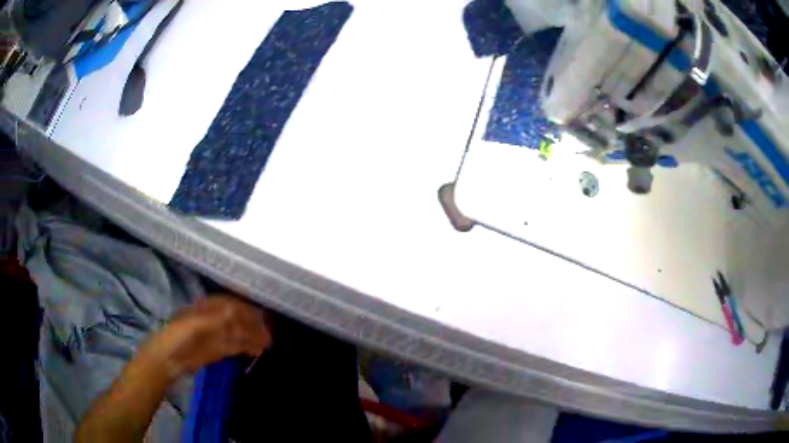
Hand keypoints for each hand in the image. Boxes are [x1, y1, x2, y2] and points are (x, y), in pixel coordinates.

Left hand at [143, 295, 271, 378]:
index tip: (264, 314)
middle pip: (238, 319)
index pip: (232, 304)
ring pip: (239, 334)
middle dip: (254, 324)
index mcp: (207, 308)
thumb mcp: (196, 324)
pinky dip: (248, 348)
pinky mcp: (217, 351)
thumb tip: (237, 311)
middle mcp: (214, 319)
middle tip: (271, 331)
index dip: (248, 308)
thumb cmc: (178, 336)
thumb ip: (216, 318)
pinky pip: (236, 347)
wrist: (168, 359)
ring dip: (254, 337)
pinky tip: (258, 351)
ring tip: (269, 342)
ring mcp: (216, 336)